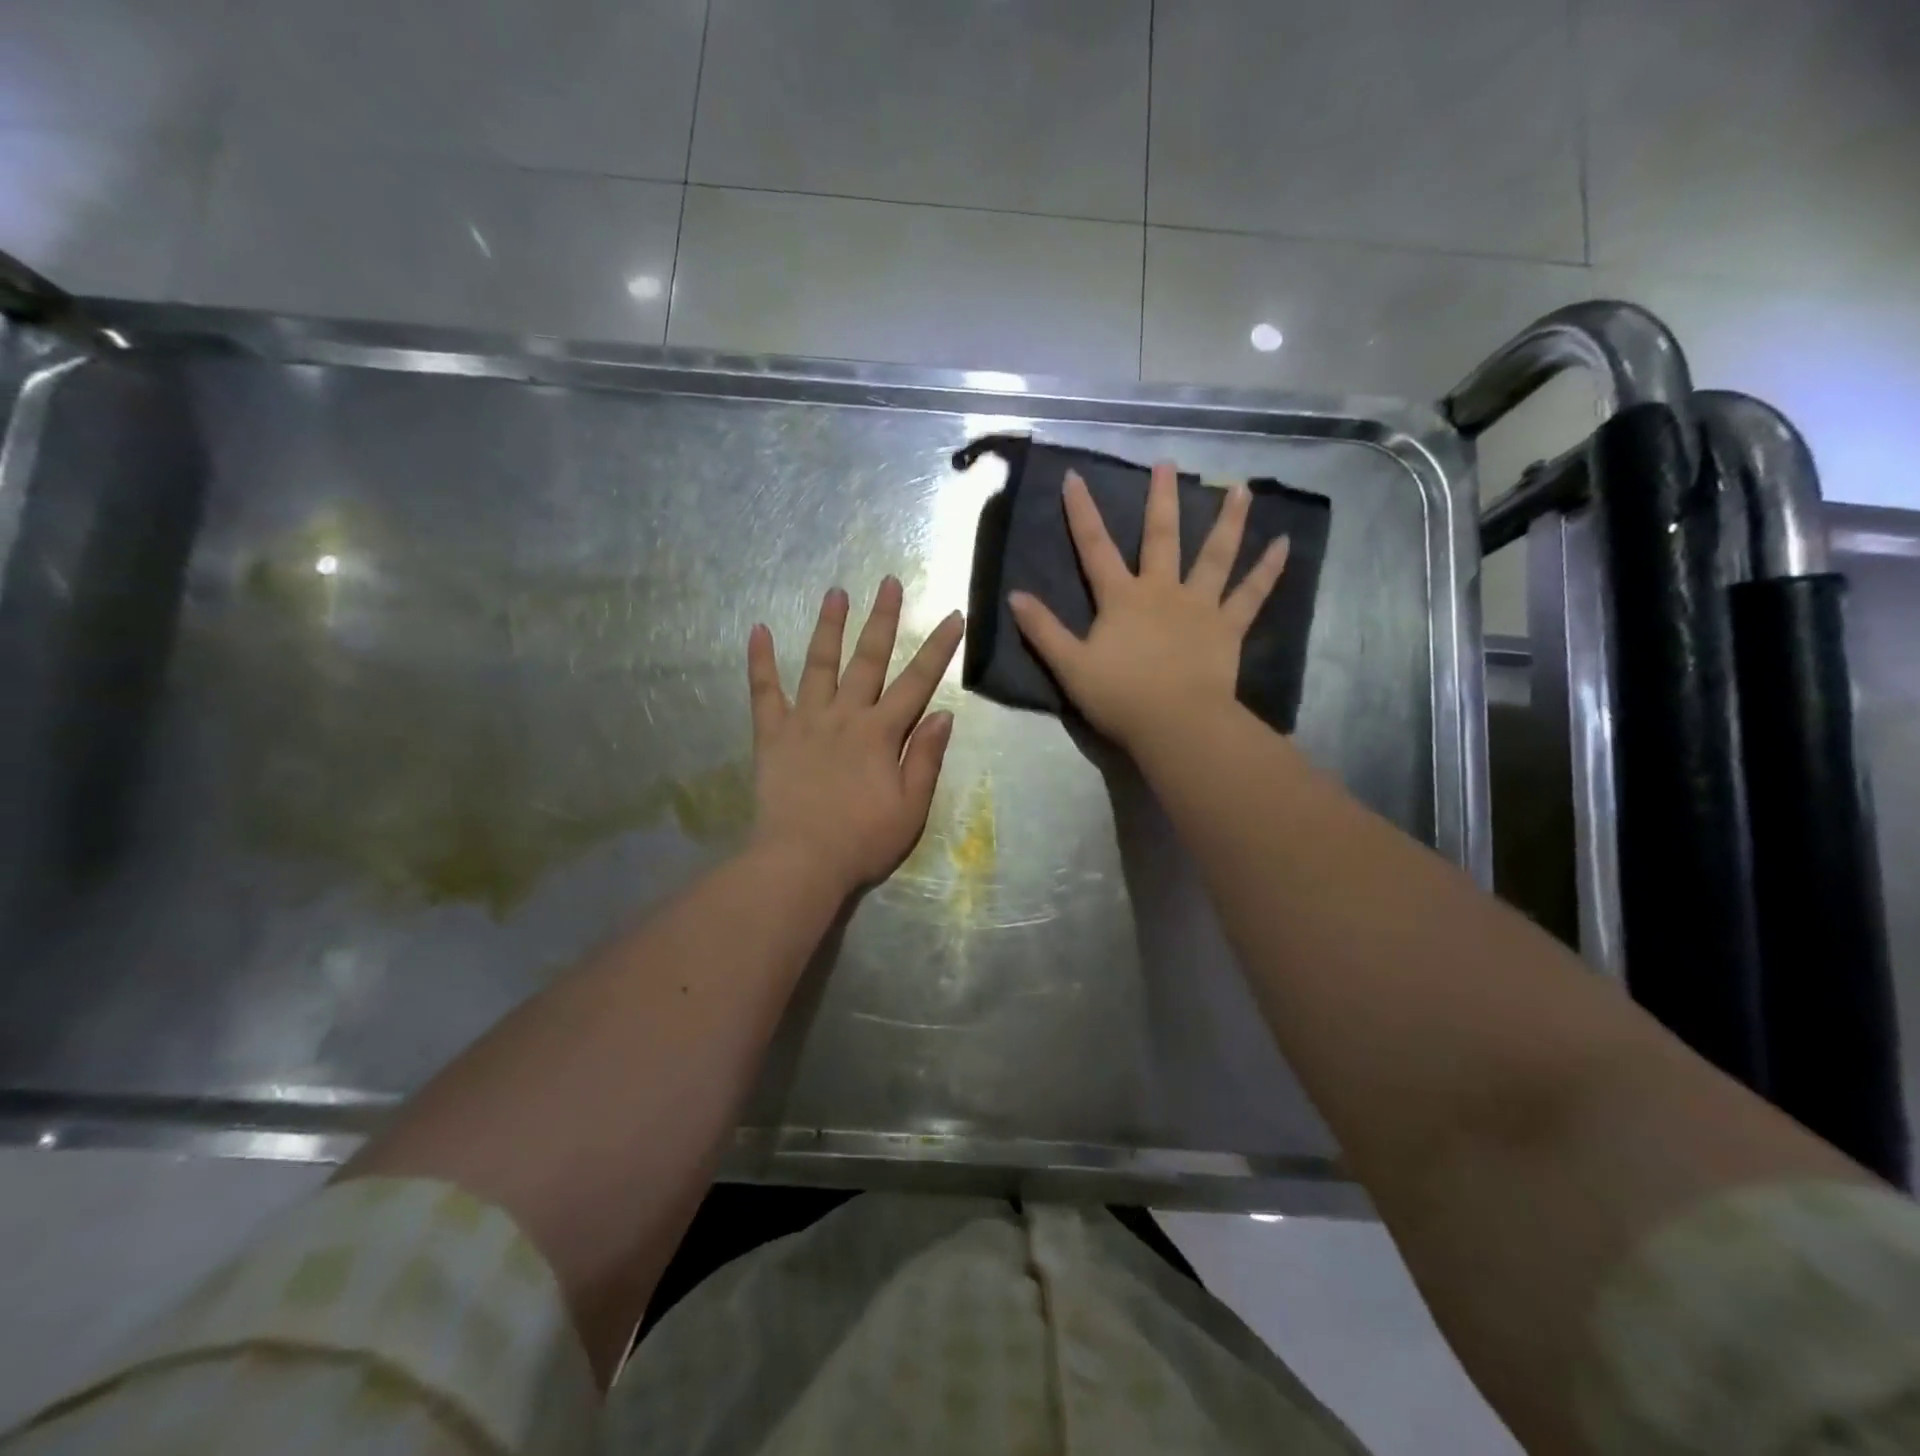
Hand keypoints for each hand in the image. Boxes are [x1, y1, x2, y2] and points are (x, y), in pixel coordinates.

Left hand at [747, 578, 964, 894]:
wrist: (801, 862)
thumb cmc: (863, 840)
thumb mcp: (911, 807)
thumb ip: (926, 758)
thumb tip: (944, 714)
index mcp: (881, 733)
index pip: (917, 682)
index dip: (938, 648)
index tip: (952, 616)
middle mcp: (845, 715)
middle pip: (868, 659)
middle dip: (883, 619)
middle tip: (889, 582)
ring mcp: (805, 721)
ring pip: (819, 663)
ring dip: (828, 626)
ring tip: (835, 592)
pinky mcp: (772, 734)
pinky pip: (764, 692)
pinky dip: (760, 660)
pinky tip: (757, 630)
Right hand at [1008, 461, 1288, 752]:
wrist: (1174, 724)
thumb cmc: (1119, 697)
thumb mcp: (1069, 666)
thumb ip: (1043, 630)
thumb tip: (1014, 596)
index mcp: (1121, 598)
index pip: (1095, 548)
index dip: (1081, 512)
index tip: (1075, 476)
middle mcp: (1162, 590)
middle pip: (1161, 537)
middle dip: (1161, 499)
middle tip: (1167, 463)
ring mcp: (1199, 606)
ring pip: (1215, 555)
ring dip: (1228, 520)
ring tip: (1241, 488)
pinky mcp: (1227, 628)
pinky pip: (1252, 594)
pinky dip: (1269, 569)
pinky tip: (1285, 543)